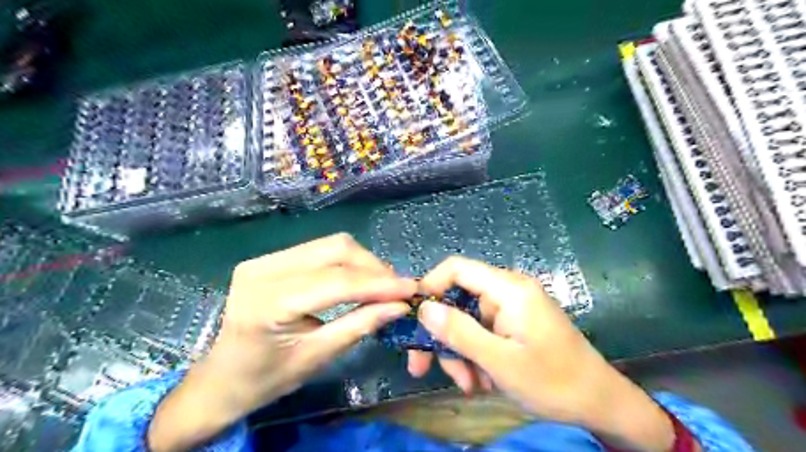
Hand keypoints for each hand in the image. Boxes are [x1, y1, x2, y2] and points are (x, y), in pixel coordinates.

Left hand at [147, 235, 418, 448]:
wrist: (221, 378)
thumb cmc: (266, 378)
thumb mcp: (318, 357)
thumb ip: (360, 325)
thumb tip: (400, 306)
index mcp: (268, 303)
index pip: (336, 281)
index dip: (379, 283)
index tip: (412, 289)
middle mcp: (263, 269)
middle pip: (335, 249)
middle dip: (373, 267)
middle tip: (397, 289)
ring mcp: (264, 259)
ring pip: (330, 244)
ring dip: (362, 262)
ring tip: (381, 285)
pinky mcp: (269, 258)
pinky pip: (319, 250)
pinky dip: (346, 262)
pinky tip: (357, 279)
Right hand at [406, 256, 681, 451]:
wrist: (599, 402)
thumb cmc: (553, 381)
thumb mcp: (500, 361)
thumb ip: (460, 332)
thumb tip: (424, 308)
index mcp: (509, 289)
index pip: (458, 268)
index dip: (430, 285)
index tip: (413, 316)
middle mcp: (508, 291)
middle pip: (459, 299)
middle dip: (443, 334)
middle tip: (423, 367)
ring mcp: (511, 308)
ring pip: (468, 321)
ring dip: (460, 352)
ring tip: (467, 384)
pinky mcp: (514, 323)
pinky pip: (482, 332)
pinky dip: (475, 354)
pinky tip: (481, 381)